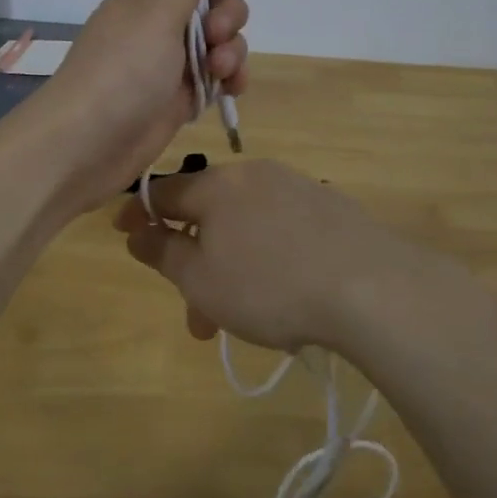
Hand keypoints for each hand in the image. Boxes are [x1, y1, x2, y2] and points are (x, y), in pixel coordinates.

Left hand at [32, 0, 250, 212]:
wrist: (88, 142)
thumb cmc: (123, 69)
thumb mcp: (156, 13)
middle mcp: (159, 25)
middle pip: (212, 4)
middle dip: (229, 15)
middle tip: (218, 36)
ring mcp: (169, 64)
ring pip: (219, 43)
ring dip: (233, 51)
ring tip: (221, 72)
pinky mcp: (178, 98)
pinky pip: (215, 79)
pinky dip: (229, 80)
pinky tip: (232, 90)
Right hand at [113, 159, 457, 355]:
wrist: (371, 286)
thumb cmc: (269, 285)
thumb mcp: (200, 280)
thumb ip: (162, 253)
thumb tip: (137, 232)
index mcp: (217, 185)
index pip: (164, 191)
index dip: (140, 214)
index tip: (125, 236)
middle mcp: (255, 176)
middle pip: (208, 215)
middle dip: (195, 265)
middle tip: (198, 317)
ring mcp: (297, 188)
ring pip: (246, 229)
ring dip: (231, 270)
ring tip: (242, 321)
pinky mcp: (330, 209)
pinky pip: (280, 231)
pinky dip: (266, 260)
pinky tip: (284, 296)